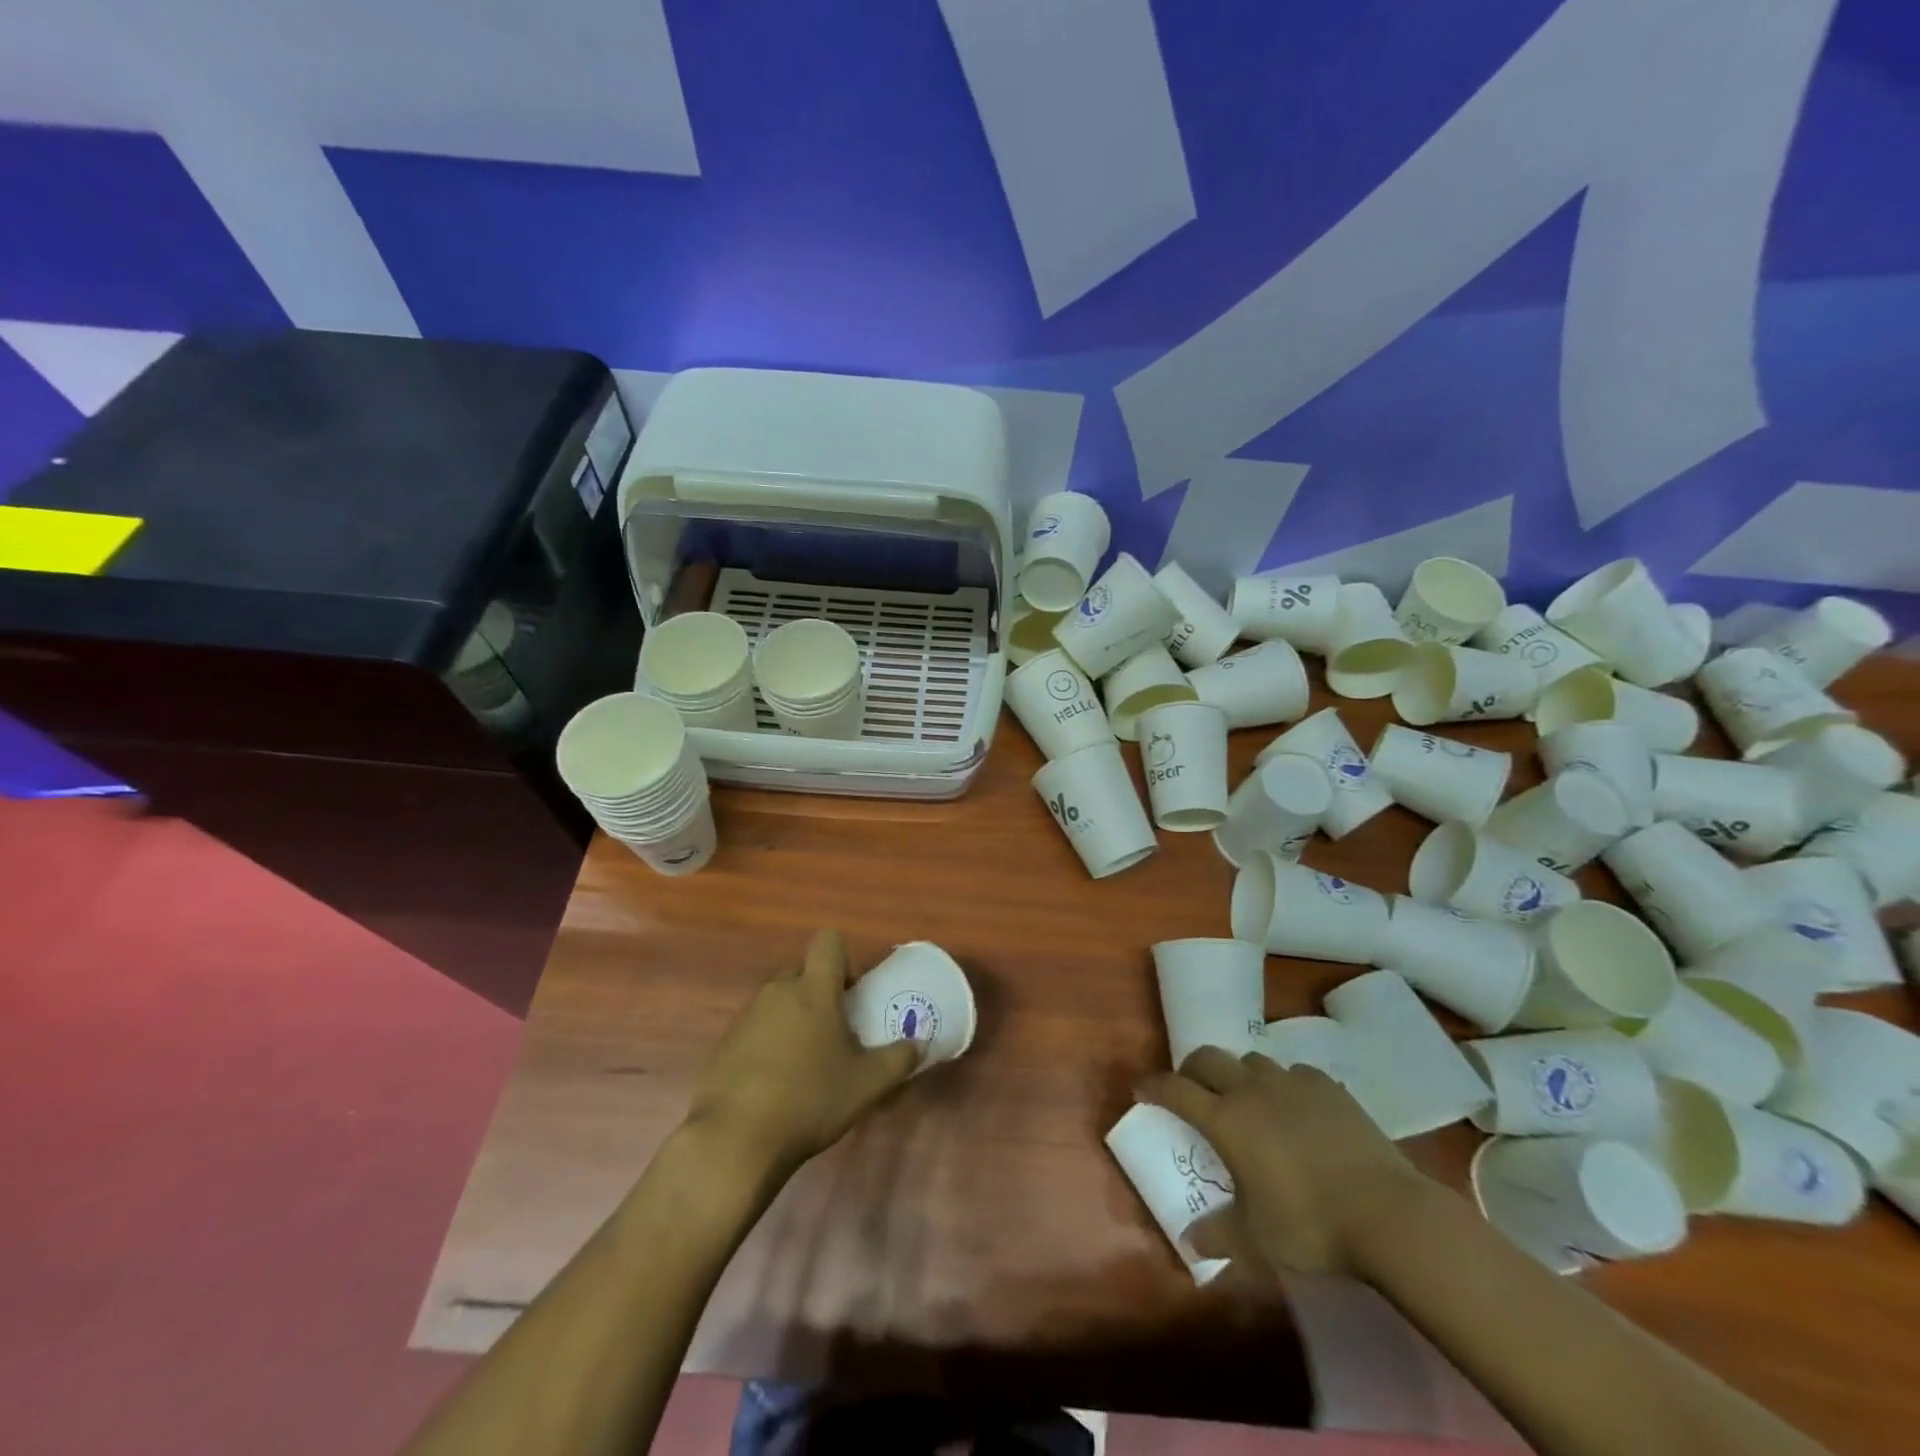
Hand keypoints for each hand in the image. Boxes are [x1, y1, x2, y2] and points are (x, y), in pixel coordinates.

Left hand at [683, 929, 920, 1179]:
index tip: (852, 993)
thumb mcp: (867, 1085)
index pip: (828, 942)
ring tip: (806, 1061)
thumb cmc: (810, 1100)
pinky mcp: (724, 1043)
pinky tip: (774, 1082)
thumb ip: (899, 1059)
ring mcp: (746, 1016)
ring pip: (777, 1000)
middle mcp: (777, 991)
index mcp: (814, 990)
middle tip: (835, 1030)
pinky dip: (767, 1043)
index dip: (843, 959)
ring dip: (793, 1018)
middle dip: (819, 991)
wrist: (735, 1140)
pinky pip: (754, 1028)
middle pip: (802, 971)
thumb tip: (921, 1043)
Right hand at [1139, 1048, 1429, 1276]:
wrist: (1387, 1213)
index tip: (1141, 1090)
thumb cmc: (1311, 1224)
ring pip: (1250, 1060)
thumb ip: (1220, 1236)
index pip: (1175, 1090)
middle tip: (1192, 1090)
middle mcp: (1251, 1090)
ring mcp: (1291, 1083)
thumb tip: (1191, 1243)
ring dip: (1239, 1074)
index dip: (1153, 1086)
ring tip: (1247, 1099)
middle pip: (1207, 1058)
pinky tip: (1295, 1107)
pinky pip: (1293, 1072)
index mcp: (1226, 1119)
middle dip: (1191, 1069)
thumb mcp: (1259, 1241)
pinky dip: (1283, 1084)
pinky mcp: (1327, 1086)